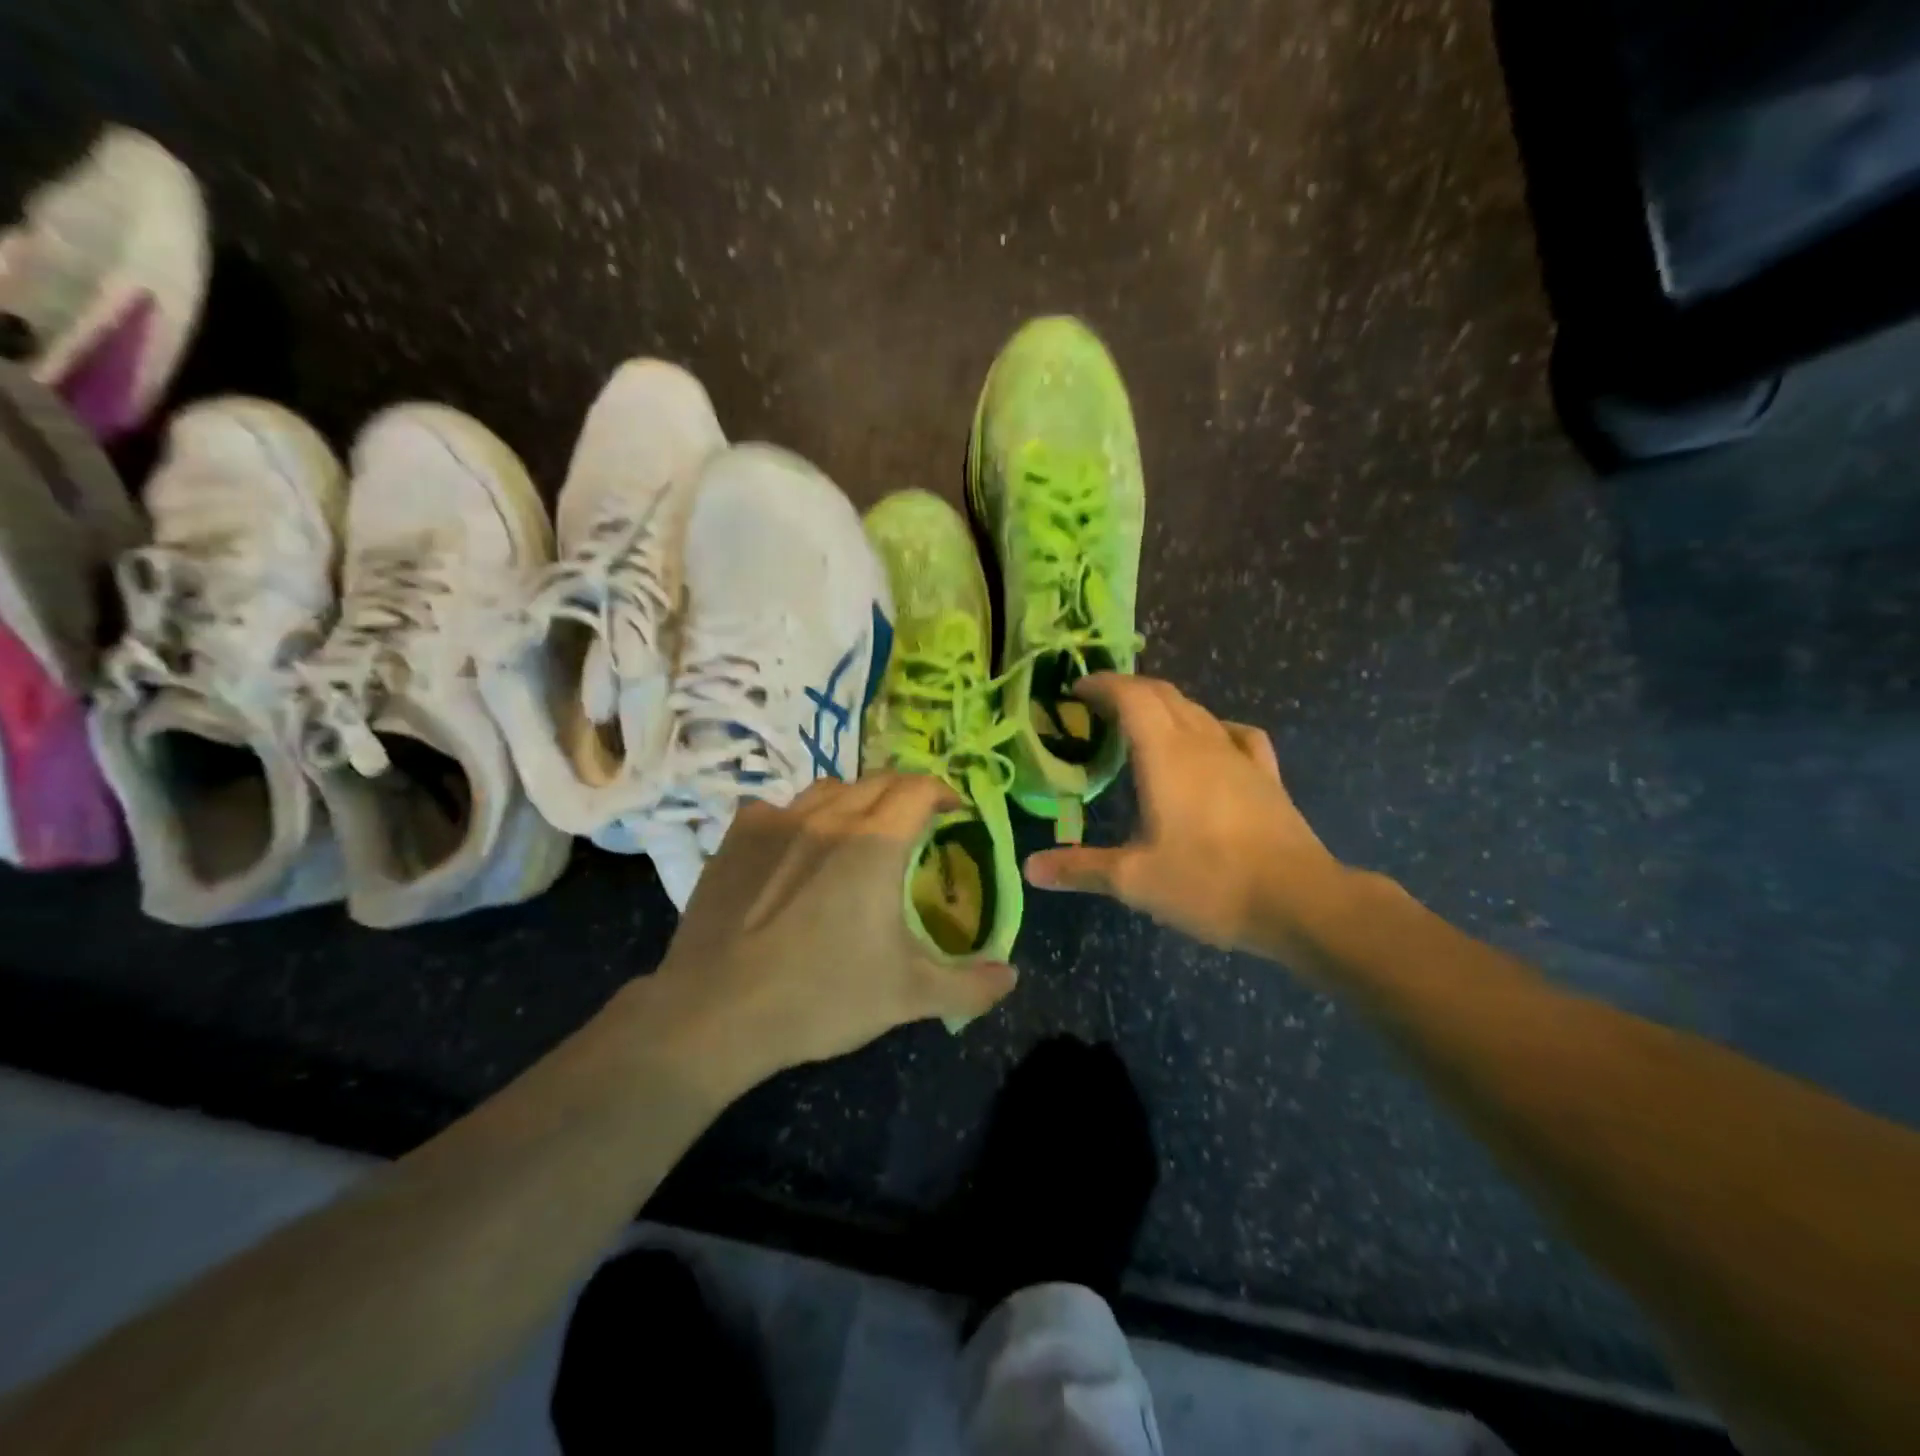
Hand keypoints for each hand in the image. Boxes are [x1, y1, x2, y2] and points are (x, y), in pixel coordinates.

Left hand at [639, 775, 1017, 1091]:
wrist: (715, 1013)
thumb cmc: (821, 996)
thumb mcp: (908, 996)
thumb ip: (969, 984)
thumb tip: (1010, 977)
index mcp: (875, 842)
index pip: (918, 788)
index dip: (943, 792)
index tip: (954, 812)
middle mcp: (828, 816)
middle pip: (877, 780)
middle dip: (905, 794)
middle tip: (916, 822)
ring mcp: (776, 821)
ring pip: (827, 788)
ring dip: (854, 799)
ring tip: (859, 830)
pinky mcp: (736, 838)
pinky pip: (777, 807)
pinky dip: (799, 817)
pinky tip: (794, 848)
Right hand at [1024, 675, 1347, 958]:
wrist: (1300, 901)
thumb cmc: (1209, 882)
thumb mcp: (1134, 880)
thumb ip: (1080, 869)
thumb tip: (1030, 869)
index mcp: (1165, 755)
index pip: (1131, 696)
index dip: (1102, 685)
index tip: (1076, 689)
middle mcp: (1202, 743)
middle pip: (1164, 694)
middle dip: (1128, 690)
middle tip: (1099, 706)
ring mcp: (1239, 757)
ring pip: (1198, 711)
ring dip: (1165, 706)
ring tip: (1141, 724)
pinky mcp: (1267, 776)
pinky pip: (1235, 734)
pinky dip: (1211, 727)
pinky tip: (1210, 744)